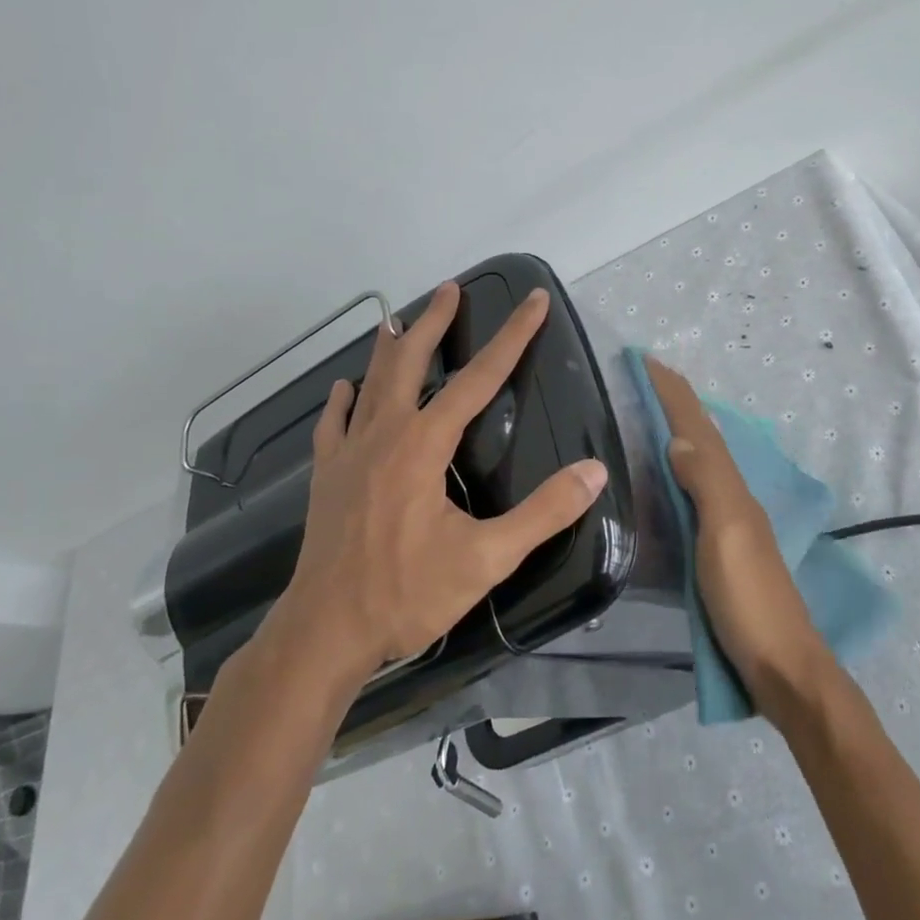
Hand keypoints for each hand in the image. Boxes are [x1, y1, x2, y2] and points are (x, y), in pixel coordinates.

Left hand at [276, 282, 608, 682]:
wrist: (325, 630)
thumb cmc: (407, 593)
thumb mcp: (487, 559)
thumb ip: (543, 513)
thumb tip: (594, 471)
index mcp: (424, 445)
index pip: (479, 378)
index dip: (512, 337)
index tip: (533, 301)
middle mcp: (385, 434)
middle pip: (410, 362)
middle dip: (434, 322)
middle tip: (450, 290)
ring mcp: (349, 452)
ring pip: (371, 383)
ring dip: (387, 348)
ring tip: (396, 319)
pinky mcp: (326, 475)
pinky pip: (333, 423)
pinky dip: (342, 400)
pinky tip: (344, 388)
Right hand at [644, 356, 831, 721]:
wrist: (781, 666)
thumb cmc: (749, 600)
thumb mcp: (726, 536)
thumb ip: (706, 484)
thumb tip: (678, 437)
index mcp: (732, 489)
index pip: (699, 429)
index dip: (674, 394)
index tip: (647, 361)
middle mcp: (733, 497)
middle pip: (704, 437)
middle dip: (678, 404)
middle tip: (649, 378)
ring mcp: (730, 524)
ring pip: (703, 461)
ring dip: (681, 430)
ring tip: (656, 411)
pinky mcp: (722, 549)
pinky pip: (699, 490)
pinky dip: (683, 468)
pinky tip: (674, 474)